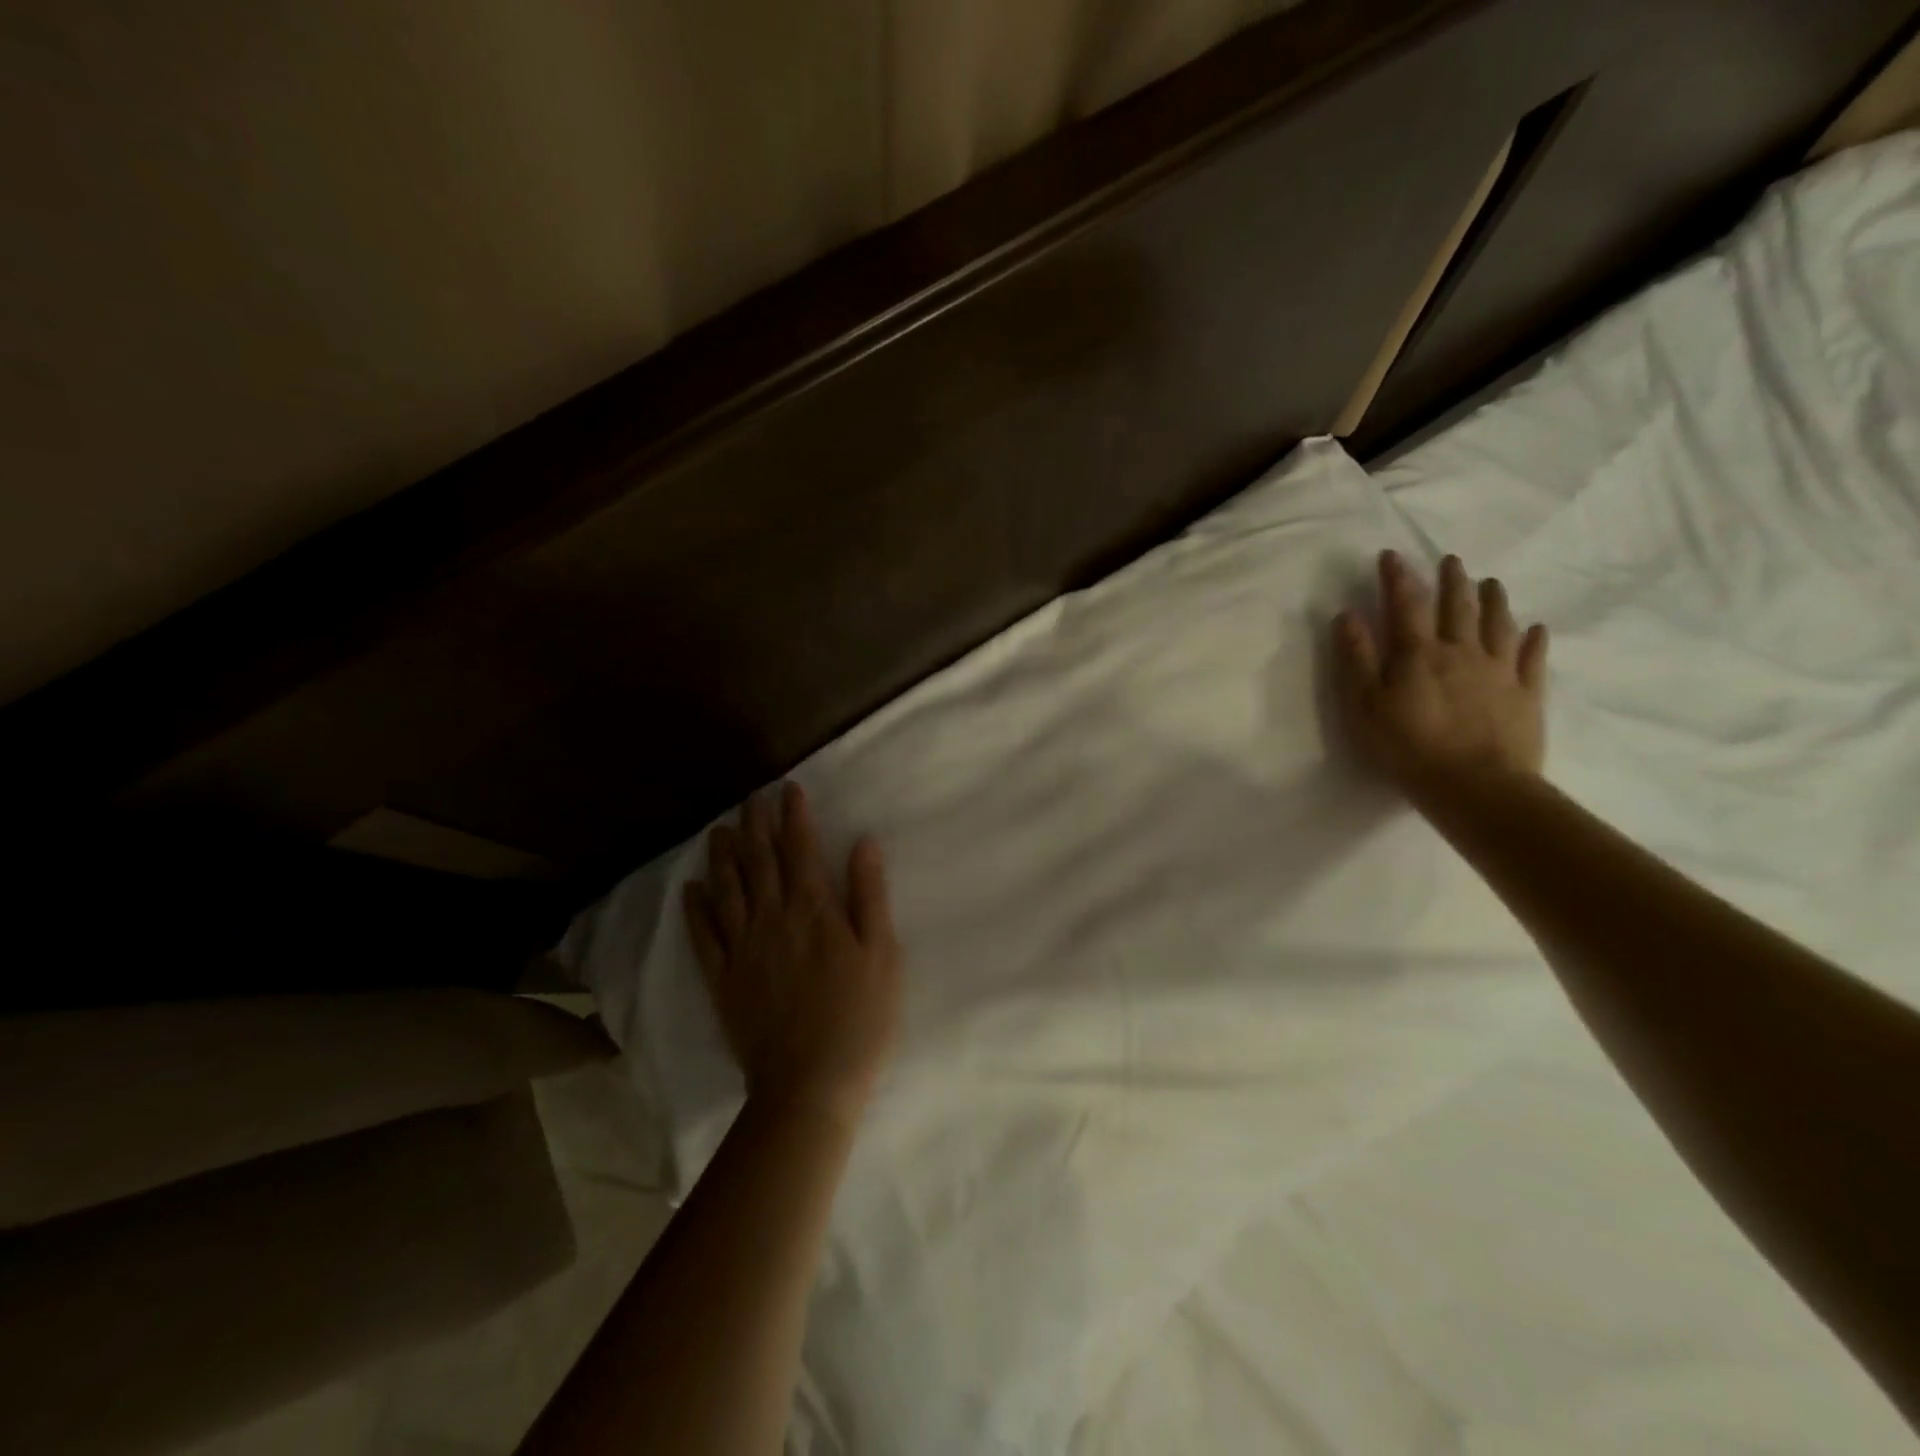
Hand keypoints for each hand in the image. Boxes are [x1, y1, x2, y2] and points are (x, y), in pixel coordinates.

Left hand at [684, 782, 902, 1117]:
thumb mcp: (882, 954)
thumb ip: (869, 895)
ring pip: (727, 889)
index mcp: (813, 910)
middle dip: (755, 824)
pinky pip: (703, 936)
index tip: (788, 789)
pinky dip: (695, 909)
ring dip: (723, 856)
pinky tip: (691, 889)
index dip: (793, 816)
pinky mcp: (723, 979)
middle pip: (759, 860)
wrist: (809, 1083)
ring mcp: (742, 948)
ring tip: (719, 830)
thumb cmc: (859, 1018)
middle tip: (751, 798)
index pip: (800, 849)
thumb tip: (863, 842)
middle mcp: (772, 918)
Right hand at [1333, 550, 1549, 798]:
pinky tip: (1536, 629)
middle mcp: (1462, 652)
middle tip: (1450, 560)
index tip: (1391, 555)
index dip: (1397, 578)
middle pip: (1458, 607)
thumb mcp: (1365, 706)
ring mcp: (1499, 672)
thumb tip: (1348, 615)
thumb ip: (1356, 659)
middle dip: (1451, 580)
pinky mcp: (1526, 695)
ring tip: (1491, 582)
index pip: (1406, 605)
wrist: (1476, 787)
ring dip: (1493, 600)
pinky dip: (1534, 640)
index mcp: (1419, 654)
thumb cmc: (1408, 748)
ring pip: (1498, 625)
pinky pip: (1533, 659)